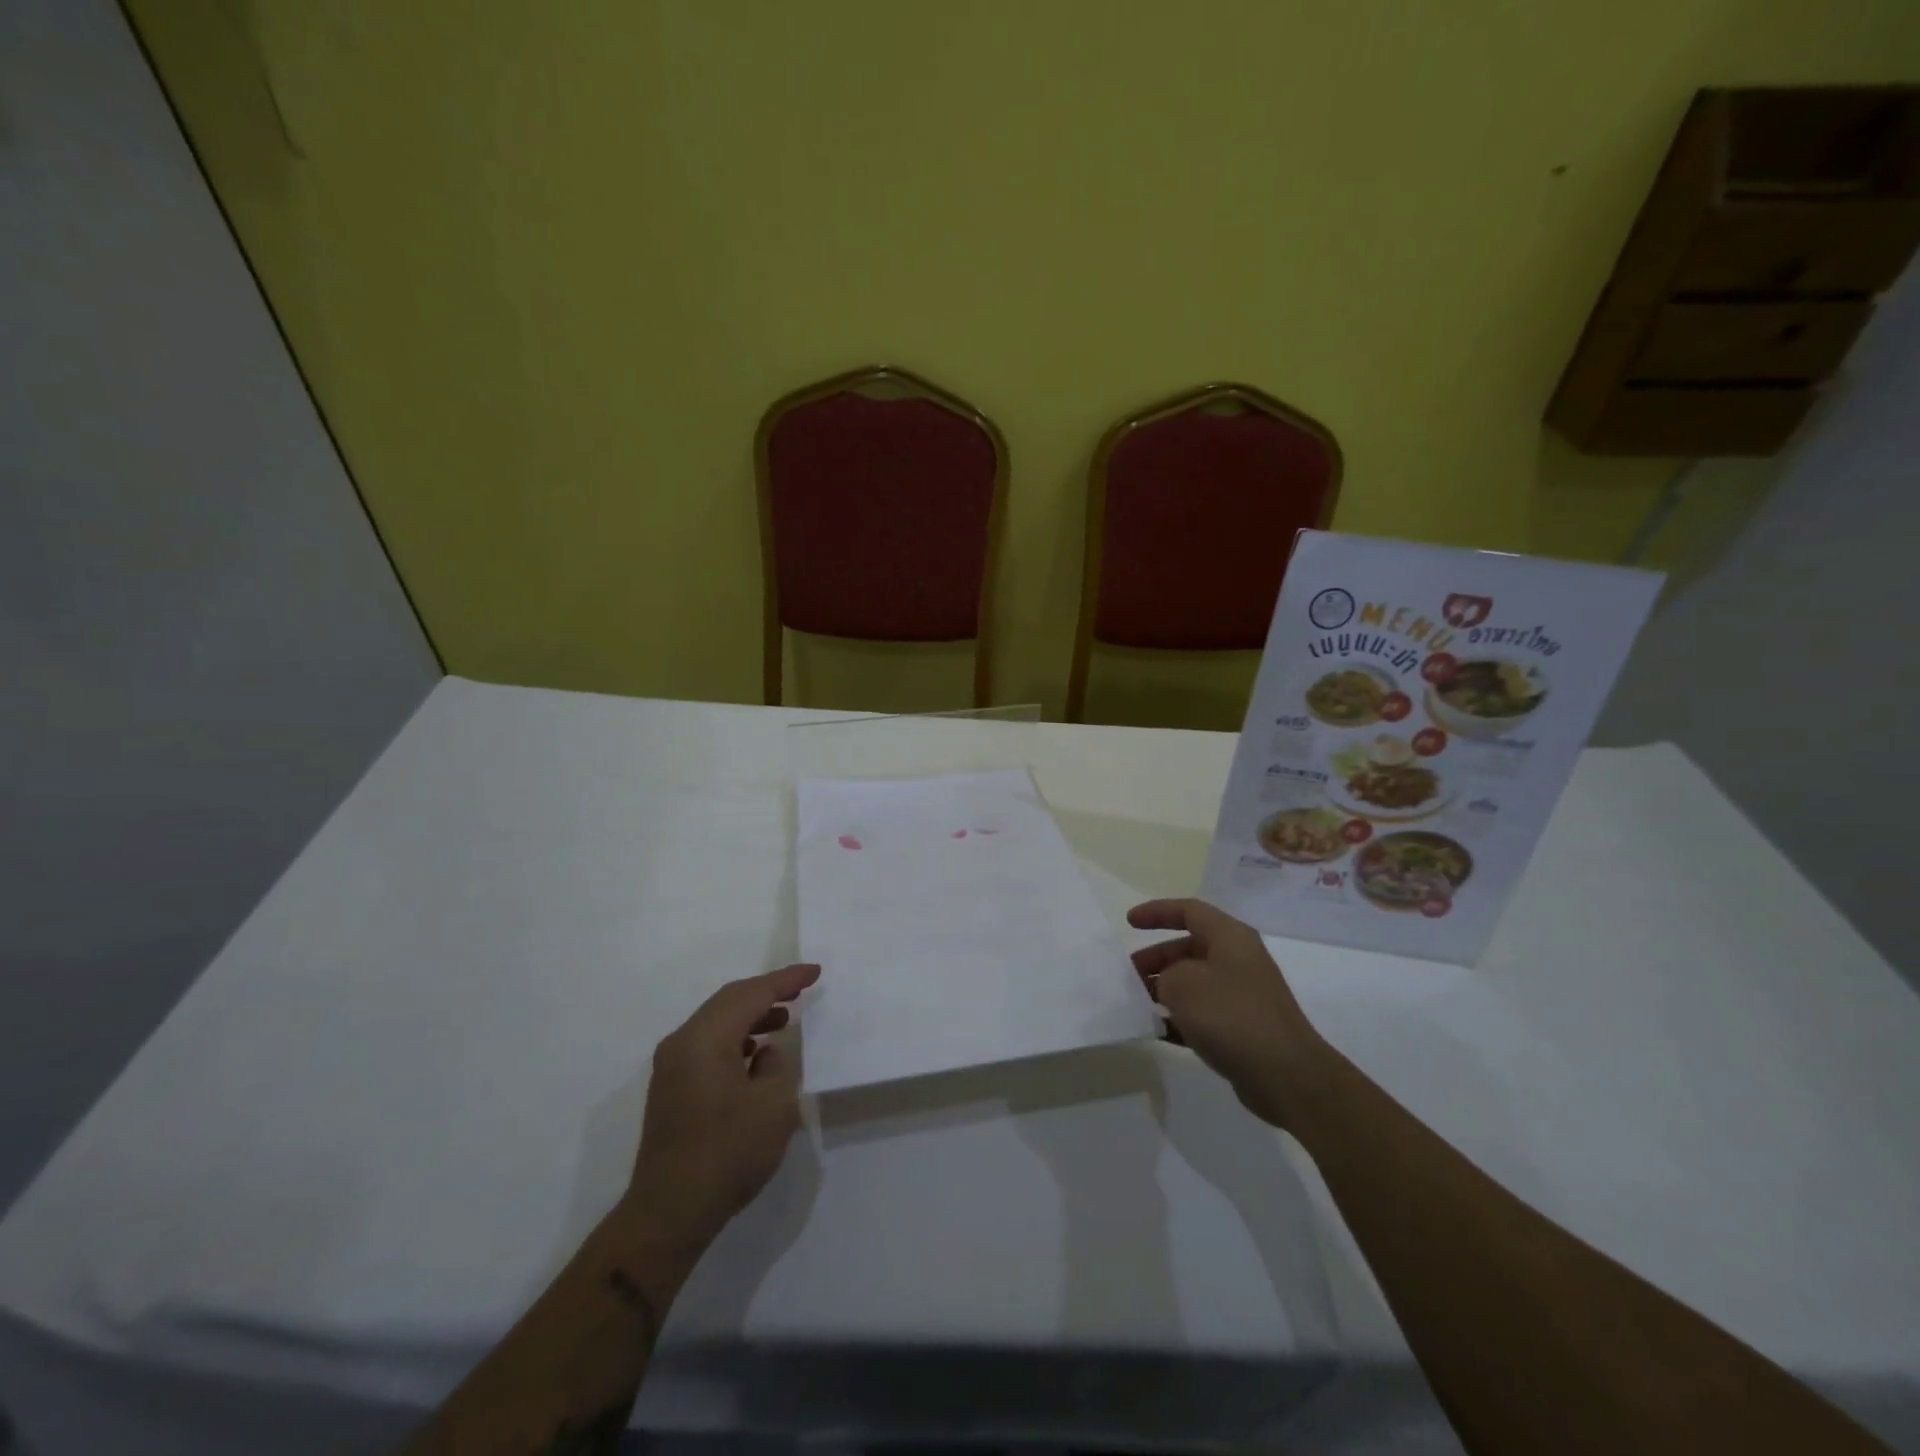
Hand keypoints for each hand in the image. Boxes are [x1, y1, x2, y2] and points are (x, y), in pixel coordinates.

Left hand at [624, 963, 820, 1251]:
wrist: (669, 1213)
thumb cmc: (728, 1154)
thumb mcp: (773, 1105)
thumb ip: (777, 1064)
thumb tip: (765, 1052)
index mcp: (705, 1039)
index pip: (751, 994)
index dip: (785, 980)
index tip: (814, 972)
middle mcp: (682, 1042)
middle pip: (729, 1001)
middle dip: (767, 992)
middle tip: (801, 989)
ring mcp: (671, 1065)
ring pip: (717, 1022)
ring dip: (751, 1015)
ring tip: (784, 1018)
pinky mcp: (671, 1087)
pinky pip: (708, 1044)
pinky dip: (735, 1037)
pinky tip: (757, 1053)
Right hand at [1128, 898, 1322, 1127]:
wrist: (1285, 1075)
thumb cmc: (1230, 1014)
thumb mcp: (1182, 984)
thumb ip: (1164, 976)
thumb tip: (1167, 985)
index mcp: (1229, 937)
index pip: (1189, 911)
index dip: (1157, 912)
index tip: (1128, 923)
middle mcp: (1238, 960)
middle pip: (1189, 948)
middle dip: (1156, 958)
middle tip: (1129, 974)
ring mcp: (1242, 995)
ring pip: (1194, 982)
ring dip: (1164, 989)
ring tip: (1136, 1003)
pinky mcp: (1242, 1028)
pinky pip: (1203, 1014)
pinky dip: (1179, 1018)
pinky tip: (1156, 1031)